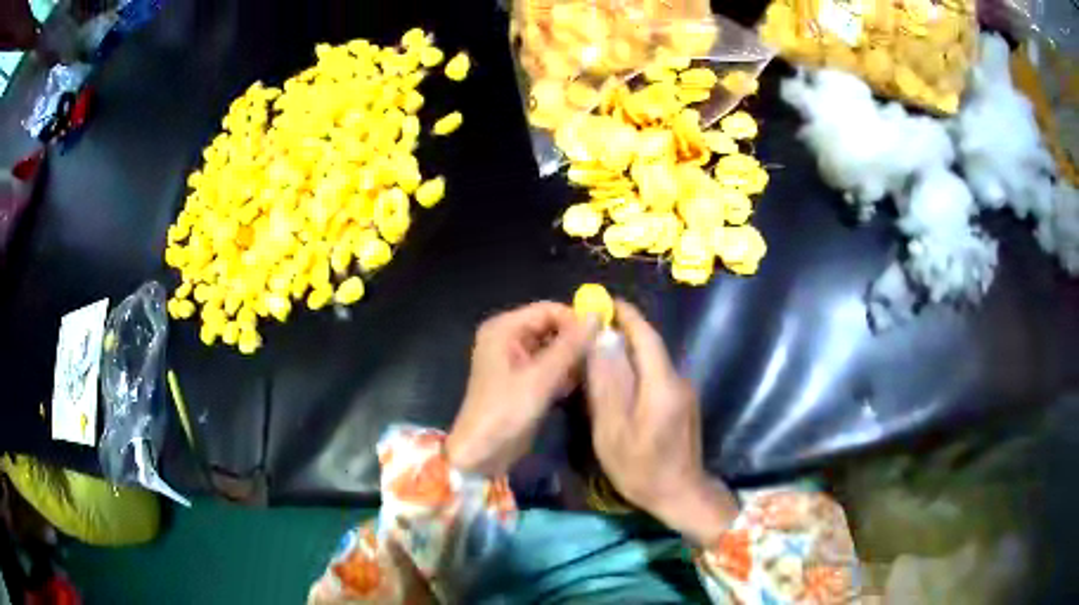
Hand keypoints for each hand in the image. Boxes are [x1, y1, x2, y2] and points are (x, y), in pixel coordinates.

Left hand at [446, 302, 597, 476]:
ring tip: (592, 373)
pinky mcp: (523, 380)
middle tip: (600, 357)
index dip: (575, 320)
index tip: (601, 337)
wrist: (482, 452)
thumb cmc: (507, 411)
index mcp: (504, 328)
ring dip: (572, 359)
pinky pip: (549, 366)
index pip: (548, 310)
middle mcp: (508, 338)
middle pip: (551, 327)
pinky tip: (578, 386)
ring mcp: (515, 360)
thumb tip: (598, 315)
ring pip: (553, 348)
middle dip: (575, 341)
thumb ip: (570, 345)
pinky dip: (563, 373)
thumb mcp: (541, 377)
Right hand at [585, 301, 738, 544]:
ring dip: (629, 350)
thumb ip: (608, 383)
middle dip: (624, 330)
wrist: (681, 495)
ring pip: (653, 361)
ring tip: (599, 351)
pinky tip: (619, 382)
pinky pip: (657, 375)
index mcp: (662, 384)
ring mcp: (683, 392)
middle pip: (650, 345)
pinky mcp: (682, 403)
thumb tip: (603, 338)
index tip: (603, 301)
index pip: (646, 336)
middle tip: (592, 326)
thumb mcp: (614, 430)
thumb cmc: (641, 468)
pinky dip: (637, 369)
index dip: (626, 315)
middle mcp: (678, 380)